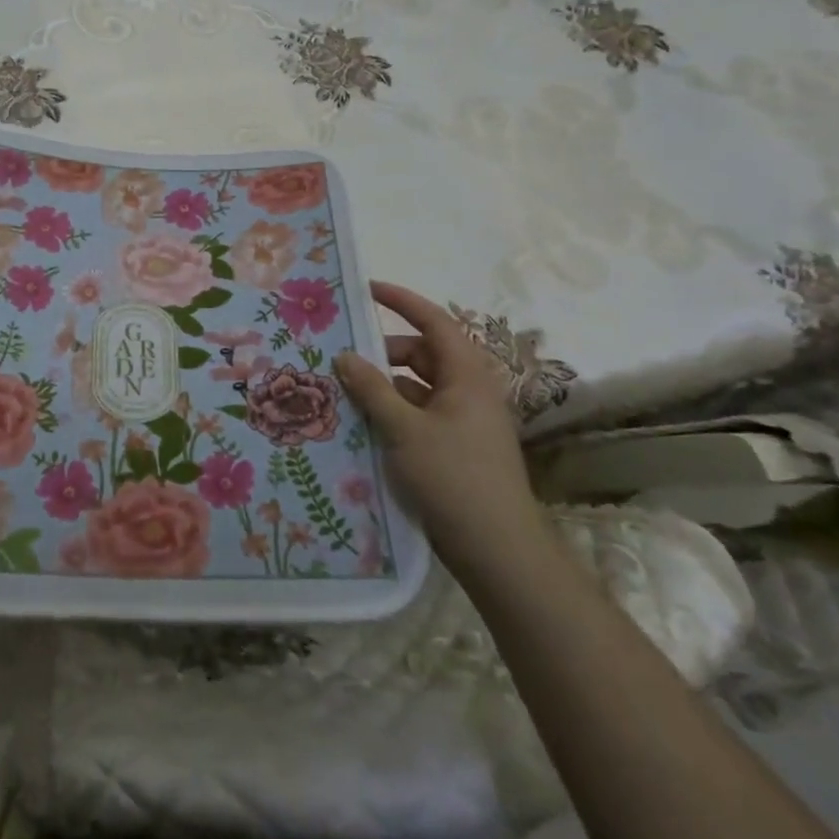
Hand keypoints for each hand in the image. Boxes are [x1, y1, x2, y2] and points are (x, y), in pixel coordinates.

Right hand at [335, 280, 543, 573]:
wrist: (497, 550)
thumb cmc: (453, 478)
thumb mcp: (404, 429)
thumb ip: (372, 389)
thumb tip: (344, 356)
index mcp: (467, 376)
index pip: (434, 322)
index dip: (401, 301)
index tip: (366, 288)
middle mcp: (468, 392)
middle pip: (422, 354)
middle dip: (383, 351)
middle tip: (342, 356)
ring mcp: (463, 421)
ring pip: (417, 387)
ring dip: (384, 385)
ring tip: (343, 392)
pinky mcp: (454, 448)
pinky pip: (418, 414)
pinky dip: (392, 412)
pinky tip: (362, 425)